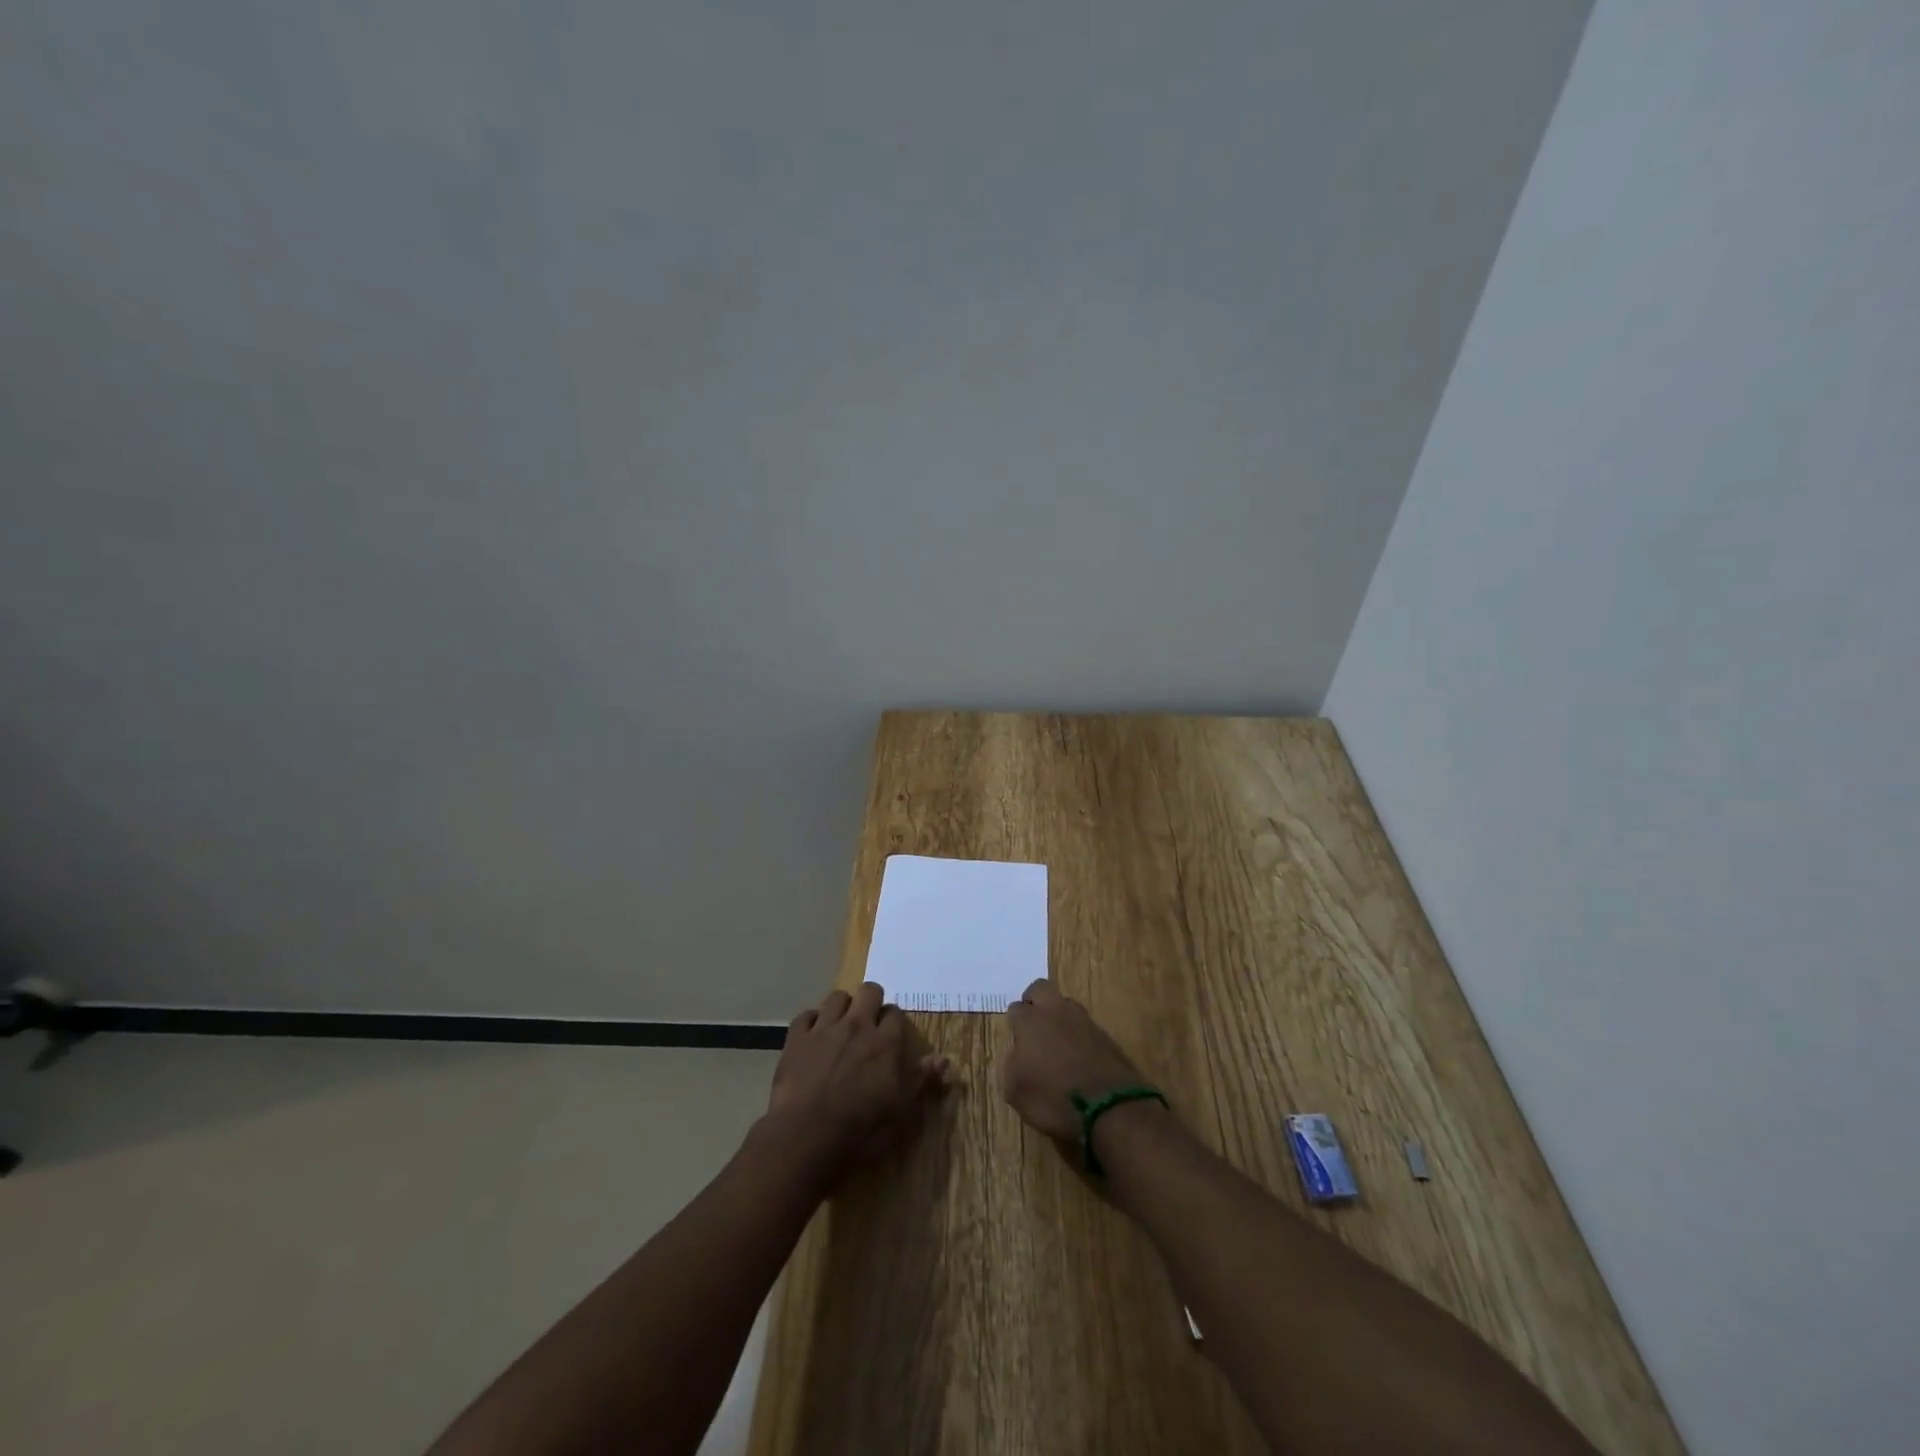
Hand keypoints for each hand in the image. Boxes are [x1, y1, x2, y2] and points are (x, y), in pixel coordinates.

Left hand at [765, 983, 949, 1182]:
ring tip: (841, 1026)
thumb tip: (944, 1059)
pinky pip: (806, 1015)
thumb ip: (922, 1080)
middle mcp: (857, 1026)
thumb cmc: (861, 1128)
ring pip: (837, 997)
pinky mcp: (797, 1038)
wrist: (806, 1136)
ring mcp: (824, 1029)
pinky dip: (811, 1021)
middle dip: (871, 1001)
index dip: (893, 1021)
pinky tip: (813, 1036)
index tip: (891, 1035)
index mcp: (885, 1042)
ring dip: (842, 1007)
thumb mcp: (901, 1111)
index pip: (895, 1013)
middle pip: (869, 991)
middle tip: (868, 1023)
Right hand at [1000, 979, 1150, 1145]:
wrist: (1109, 1109)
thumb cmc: (1053, 1099)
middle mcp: (1056, 1012)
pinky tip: (1078, 1057)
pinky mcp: (1105, 1035)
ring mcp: (1084, 1021)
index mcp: (1030, 1021)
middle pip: (1041, 989)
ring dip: (1059, 1017)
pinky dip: (1079, 1036)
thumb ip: (1011, 1066)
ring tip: (1057, 1043)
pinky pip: (1085, 1027)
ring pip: (1066, 1005)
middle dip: (1034, 1001)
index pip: (1016, 1008)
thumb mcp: (1015, 1092)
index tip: (1016, 1040)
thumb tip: (1018, 1056)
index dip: (1014, 1023)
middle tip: (1033, 1025)